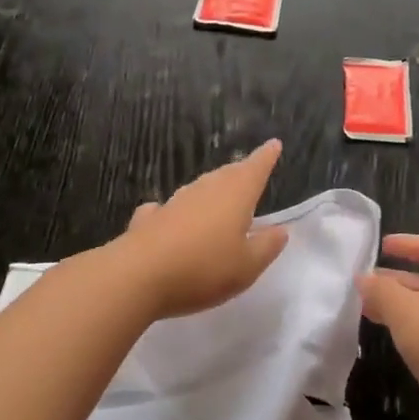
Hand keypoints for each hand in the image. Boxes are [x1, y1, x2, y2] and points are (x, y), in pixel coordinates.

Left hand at [115, 140, 289, 317]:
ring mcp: (174, 202)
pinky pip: (167, 210)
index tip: (273, 144)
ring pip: (199, 189)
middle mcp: (205, 190)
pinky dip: (174, 212)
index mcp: (235, 195)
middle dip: (240, 172)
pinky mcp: (148, 219)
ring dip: (211, 191)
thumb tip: (280, 229)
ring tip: (219, 198)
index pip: (255, 168)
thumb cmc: (203, 269)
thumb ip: (266, 247)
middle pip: (227, 174)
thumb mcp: (246, 267)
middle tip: (249, 173)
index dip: (266, 156)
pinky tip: (169, 219)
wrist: (138, 276)